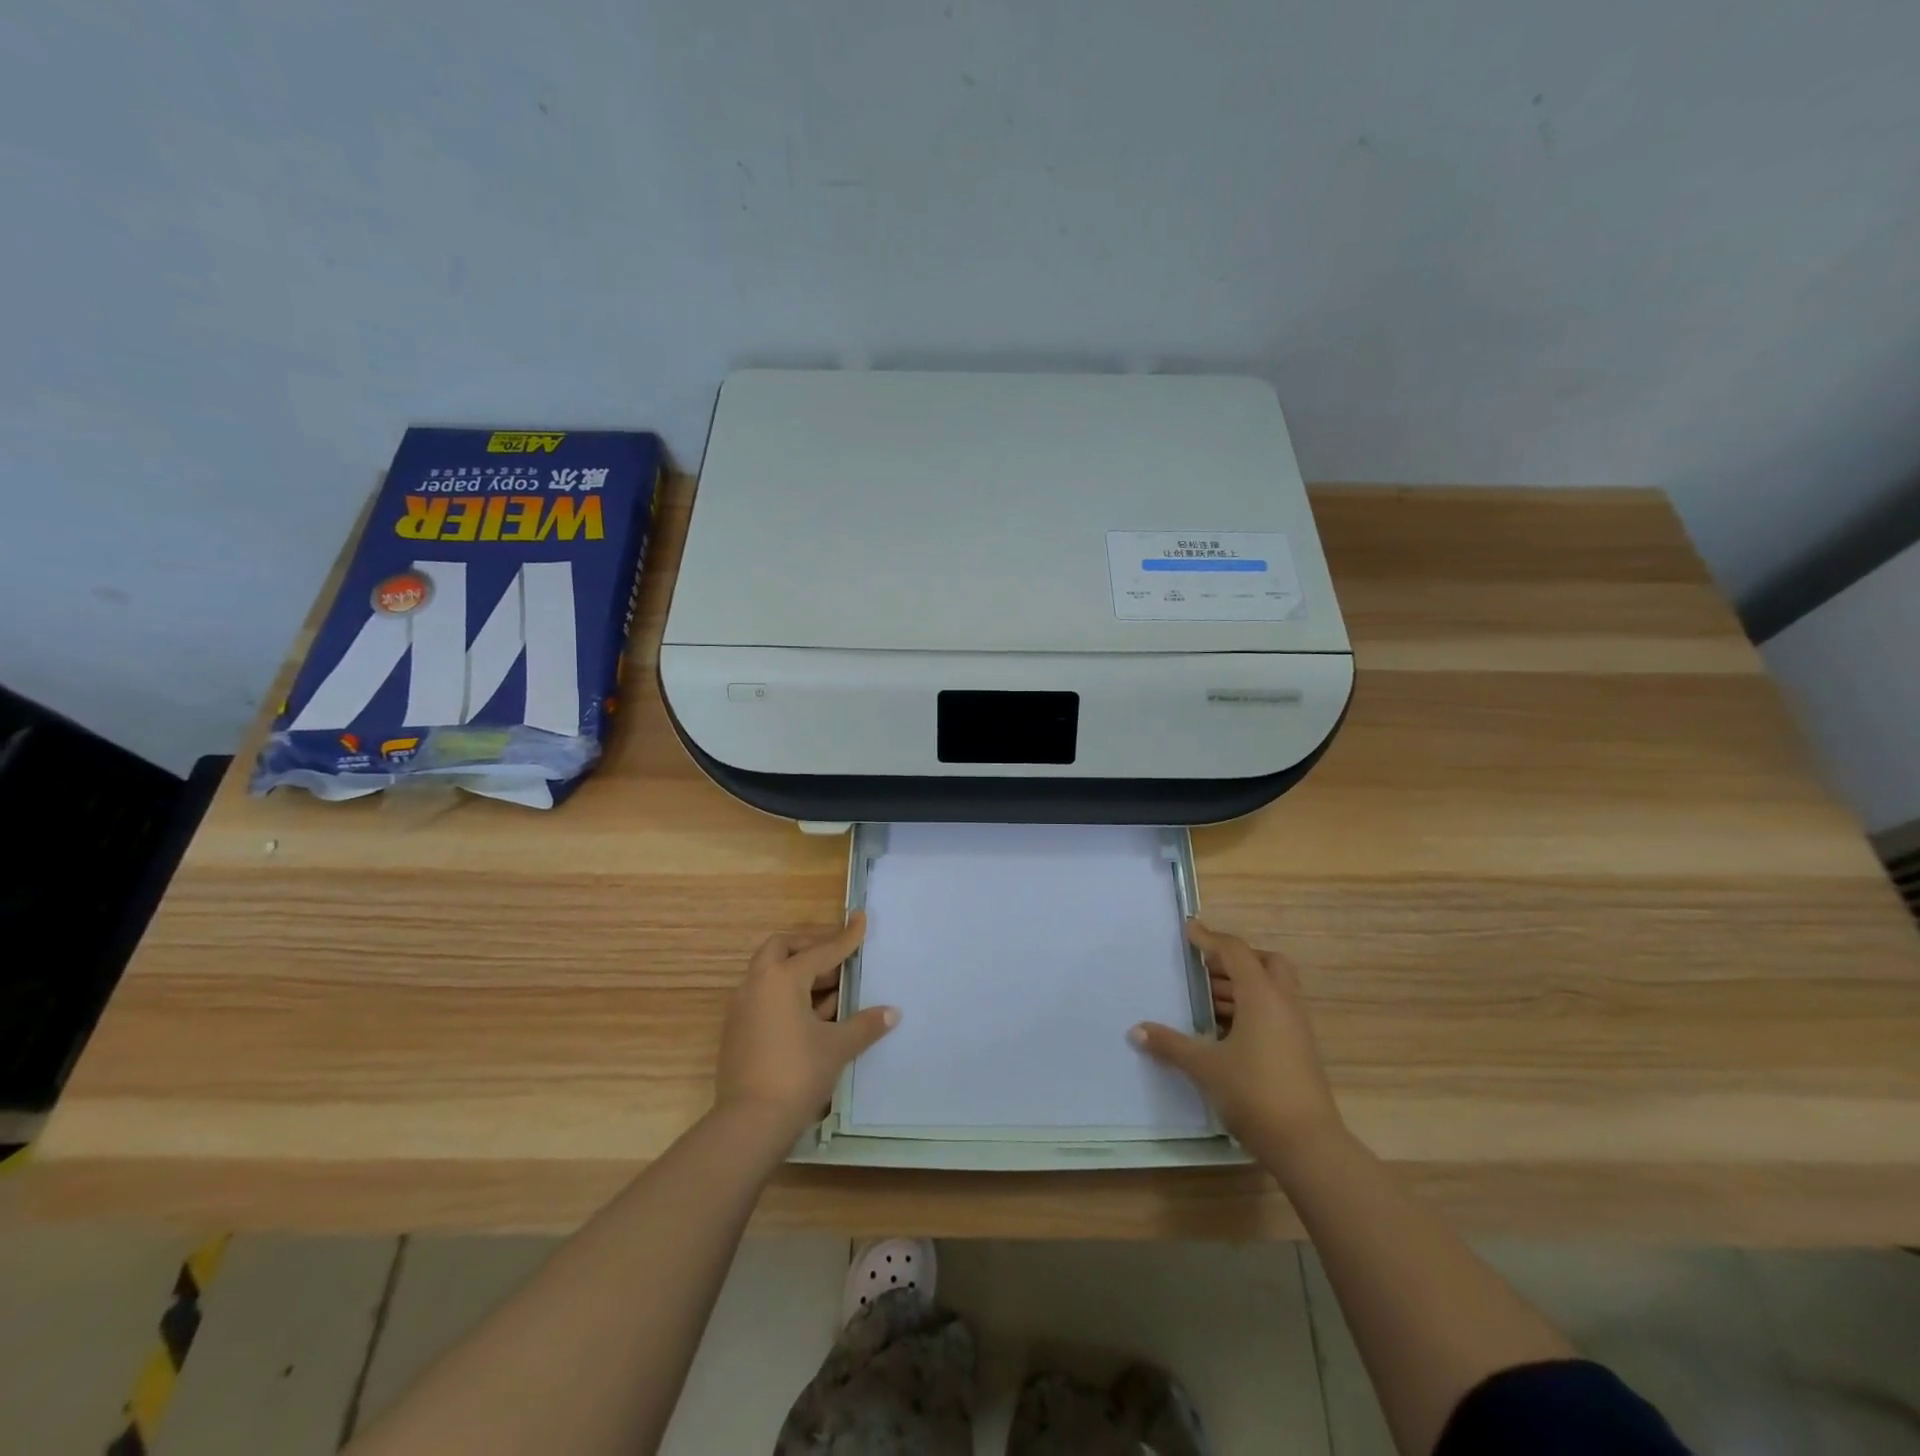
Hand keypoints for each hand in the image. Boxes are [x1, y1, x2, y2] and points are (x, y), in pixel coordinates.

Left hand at [714, 913, 897, 1137]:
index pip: (821, 950)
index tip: (860, 919)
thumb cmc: (797, 1073)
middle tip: (837, 960)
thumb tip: (891, 1012)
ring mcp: (742, 1009)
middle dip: (810, 948)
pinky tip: (813, 1019)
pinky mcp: (737, 1032)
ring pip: (771, 975)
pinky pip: (765, 999)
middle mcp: (756, 985)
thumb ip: (864, 1024)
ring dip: (800, 976)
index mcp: (781, 979)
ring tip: (834, 994)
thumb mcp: (837, 1047)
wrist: (749, 1124)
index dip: (845, 937)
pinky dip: (787, 997)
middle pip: (782, 949)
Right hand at [1132, 920, 1341, 1157]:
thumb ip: (1170, 1044)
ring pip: (1271, 989)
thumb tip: (1135, 1031)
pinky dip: (1250, 1008)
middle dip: (1235, 959)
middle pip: (1265, 962)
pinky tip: (1223, 1030)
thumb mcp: (1205, 1067)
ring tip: (1205, 999)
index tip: (1189, 930)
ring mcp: (1295, 1028)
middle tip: (1205, 967)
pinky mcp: (1299, 1050)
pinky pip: (1274, 1012)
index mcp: (1262, 996)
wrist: (1308, 1145)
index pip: (1235, 952)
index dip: (1210, 938)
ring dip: (1241, 986)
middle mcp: (1283, 1004)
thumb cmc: (1254, 1093)